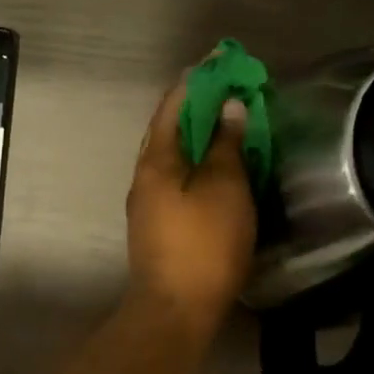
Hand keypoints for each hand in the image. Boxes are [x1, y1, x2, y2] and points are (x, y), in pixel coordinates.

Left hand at [125, 76, 256, 346]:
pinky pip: (177, 181)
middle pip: (168, 131)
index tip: (219, 63)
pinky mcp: (157, 227)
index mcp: (156, 162)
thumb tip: (229, 108)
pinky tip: (216, 170)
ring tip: (228, 126)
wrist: (175, 311)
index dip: (196, 82)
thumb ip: (226, 146)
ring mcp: (147, 205)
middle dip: (197, 108)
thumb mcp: (225, 190)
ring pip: (172, 158)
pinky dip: (196, 166)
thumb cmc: (203, 246)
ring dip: (197, 138)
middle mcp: (144, 178)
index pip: (173, 107)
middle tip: (229, 92)